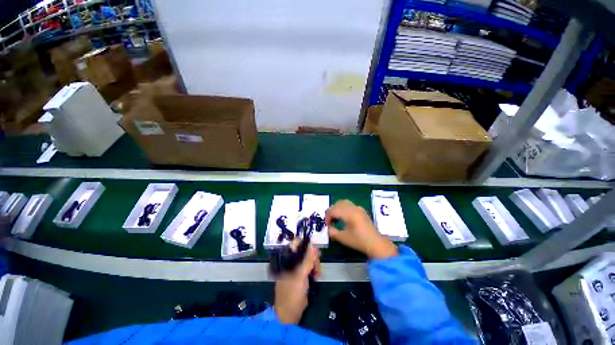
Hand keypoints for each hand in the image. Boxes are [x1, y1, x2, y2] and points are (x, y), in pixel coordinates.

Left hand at [274, 243, 319, 323]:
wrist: (290, 314)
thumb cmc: (292, 294)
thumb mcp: (300, 276)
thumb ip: (307, 260)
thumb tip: (313, 245)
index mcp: (286, 259)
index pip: (295, 244)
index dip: (305, 242)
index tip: (315, 245)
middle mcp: (291, 261)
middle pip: (304, 251)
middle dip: (313, 255)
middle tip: (317, 263)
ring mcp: (297, 268)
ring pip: (309, 259)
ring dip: (315, 264)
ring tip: (317, 273)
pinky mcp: (302, 275)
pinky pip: (310, 267)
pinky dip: (315, 269)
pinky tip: (317, 276)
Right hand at [325, 200, 397, 259]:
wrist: (376, 244)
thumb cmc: (359, 241)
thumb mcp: (343, 238)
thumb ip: (332, 231)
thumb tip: (327, 228)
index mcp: (349, 214)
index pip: (333, 210)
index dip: (328, 217)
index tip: (326, 225)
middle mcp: (353, 208)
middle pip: (338, 204)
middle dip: (331, 211)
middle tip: (329, 220)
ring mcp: (358, 208)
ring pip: (344, 202)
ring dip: (337, 208)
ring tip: (335, 217)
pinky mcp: (361, 210)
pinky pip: (349, 205)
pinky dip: (343, 208)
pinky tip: (343, 217)